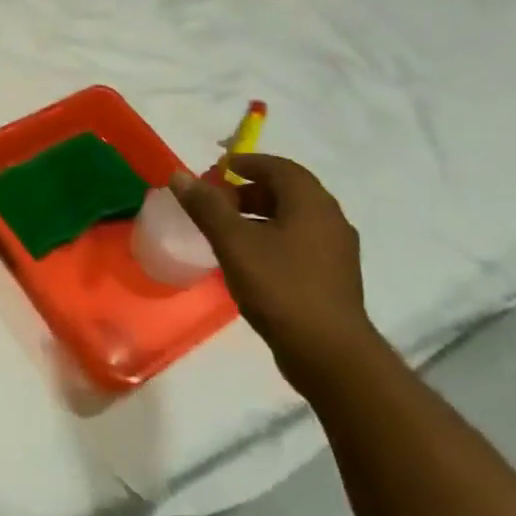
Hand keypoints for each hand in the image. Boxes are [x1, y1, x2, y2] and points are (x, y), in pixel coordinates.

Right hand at [170, 153, 376, 392]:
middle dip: (250, 190)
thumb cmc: (280, 286)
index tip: (220, 168)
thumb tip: (179, 175)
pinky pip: (299, 243)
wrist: (328, 353)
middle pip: (288, 192)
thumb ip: (206, 206)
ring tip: (227, 230)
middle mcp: (330, 220)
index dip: (248, 162)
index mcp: (311, 203)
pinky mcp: (334, 278)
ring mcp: (336, 251)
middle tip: (217, 200)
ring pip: (294, 219)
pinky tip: (250, 259)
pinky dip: (273, 238)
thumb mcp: (234, 242)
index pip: (280, 168)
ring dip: (260, 215)